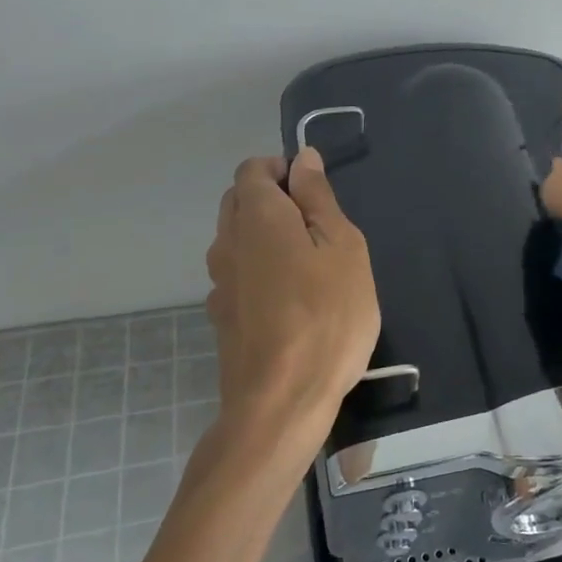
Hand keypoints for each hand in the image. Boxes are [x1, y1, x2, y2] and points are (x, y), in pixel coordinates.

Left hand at [205, 149, 380, 450]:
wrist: (282, 402)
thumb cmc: (327, 316)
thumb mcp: (343, 247)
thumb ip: (318, 198)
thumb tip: (303, 159)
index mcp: (257, 216)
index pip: (254, 169)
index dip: (284, 170)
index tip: (318, 196)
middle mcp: (227, 242)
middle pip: (240, 201)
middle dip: (274, 200)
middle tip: (320, 229)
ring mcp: (219, 282)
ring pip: (237, 239)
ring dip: (267, 237)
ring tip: (311, 266)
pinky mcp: (222, 316)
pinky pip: (239, 274)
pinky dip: (260, 271)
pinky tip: (291, 301)